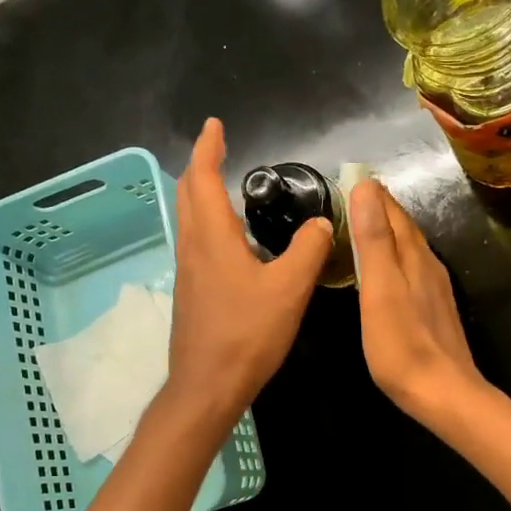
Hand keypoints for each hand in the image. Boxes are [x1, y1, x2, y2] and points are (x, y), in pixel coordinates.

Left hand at [166, 118, 330, 423]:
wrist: (208, 385)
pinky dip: (209, 224)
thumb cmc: (248, 333)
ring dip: (202, 195)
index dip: (208, 148)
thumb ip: (309, 251)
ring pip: (189, 220)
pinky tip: (232, 241)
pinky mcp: (192, 293)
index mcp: (213, 237)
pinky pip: (197, 243)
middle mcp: (193, 247)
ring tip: (226, 187)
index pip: (203, 178)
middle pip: (188, 194)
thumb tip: (322, 223)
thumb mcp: (290, 289)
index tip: (214, 125)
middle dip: (201, 166)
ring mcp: (188, 272)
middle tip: (219, 149)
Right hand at [349, 179, 486, 424]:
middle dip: (380, 210)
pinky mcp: (435, 311)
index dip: (371, 194)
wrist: (444, 392)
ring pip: (410, 249)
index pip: (392, 212)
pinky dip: (395, 259)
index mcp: (413, 256)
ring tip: (365, 228)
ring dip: (388, 234)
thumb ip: (374, 240)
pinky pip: (413, 271)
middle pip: (403, 228)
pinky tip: (387, 271)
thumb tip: (366, 188)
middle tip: (352, 198)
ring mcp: (435, 289)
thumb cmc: (402, 345)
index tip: (348, 178)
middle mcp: (428, 265)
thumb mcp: (379, 289)